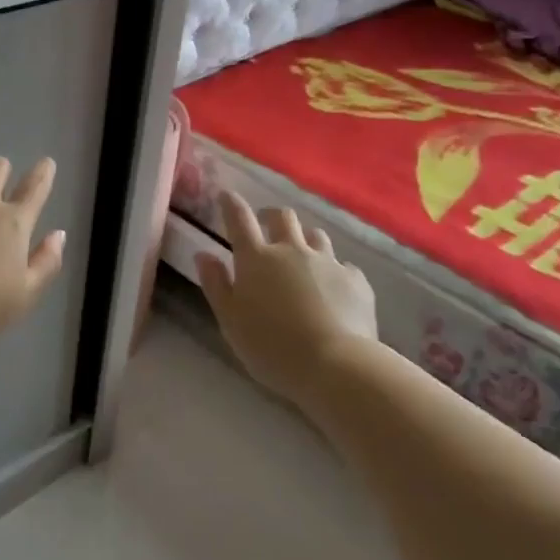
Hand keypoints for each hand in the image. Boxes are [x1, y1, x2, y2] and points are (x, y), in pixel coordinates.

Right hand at [196, 192, 377, 401]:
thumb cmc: (271, 346)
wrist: (336, 365)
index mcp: (256, 259)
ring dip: (304, 239)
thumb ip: (216, 285)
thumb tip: (204, 255)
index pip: (239, 219)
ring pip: (315, 235)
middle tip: (265, 225)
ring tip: (301, 256)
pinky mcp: (356, 280)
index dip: (231, 203)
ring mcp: (328, 262)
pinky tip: (333, 289)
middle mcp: (292, 250)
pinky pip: (343, 266)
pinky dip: (334, 271)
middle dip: (271, 215)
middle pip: (282, 217)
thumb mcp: (230, 320)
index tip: (226, 195)